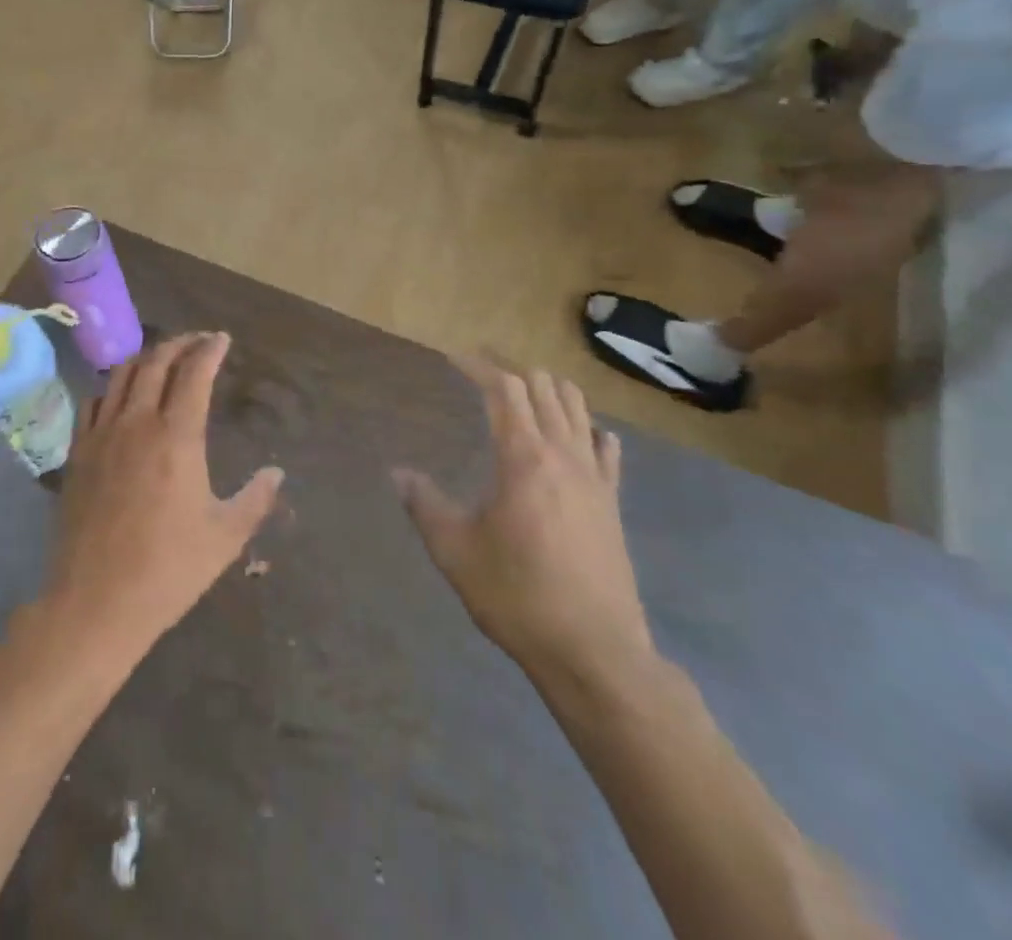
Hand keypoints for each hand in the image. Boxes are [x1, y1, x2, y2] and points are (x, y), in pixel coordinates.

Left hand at [44, 333, 283, 664]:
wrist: (96, 601)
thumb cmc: (168, 569)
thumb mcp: (225, 536)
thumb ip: (256, 498)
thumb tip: (276, 471)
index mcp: (177, 437)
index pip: (194, 373)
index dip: (210, 350)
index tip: (222, 340)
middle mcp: (137, 422)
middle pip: (156, 362)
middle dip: (180, 344)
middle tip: (197, 341)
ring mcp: (101, 435)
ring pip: (121, 375)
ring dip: (145, 358)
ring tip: (162, 360)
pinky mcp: (77, 453)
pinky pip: (92, 402)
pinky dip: (112, 388)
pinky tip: (120, 397)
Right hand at [394, 360, 652, 684]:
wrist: (595, 652)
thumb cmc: (517, 596)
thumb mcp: (455, 551)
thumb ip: (424, 505)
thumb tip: (398, 473)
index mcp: (523, 457)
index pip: (504, 389)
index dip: (478, 367)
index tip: (454, 358)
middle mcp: (563, 455)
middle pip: (544, 388)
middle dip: (511, 371)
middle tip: (480, 373)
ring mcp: (595, 478)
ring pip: (578, 408)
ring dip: (549, 391)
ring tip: (522, 395)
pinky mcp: (613, 503)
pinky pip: (605, 449)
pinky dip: (587, 429)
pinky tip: (578, 437)